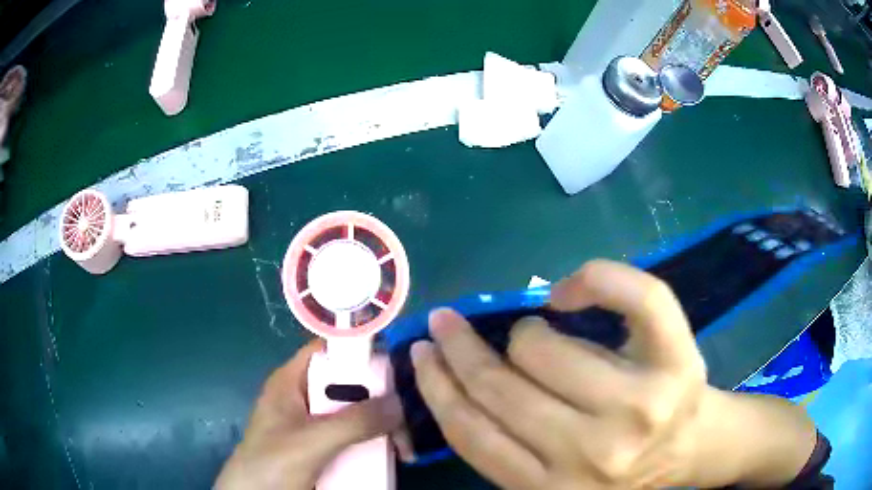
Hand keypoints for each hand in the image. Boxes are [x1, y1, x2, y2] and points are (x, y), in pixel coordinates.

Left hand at [216, 340, 403, 489]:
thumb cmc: (271, 464)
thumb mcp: (311, 442)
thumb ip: (353, 422)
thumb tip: (400, 403)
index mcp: (291, 381)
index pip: (329, 349)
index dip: (361, 349)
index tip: (398, 364)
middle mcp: (305, 398)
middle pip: (350, 384)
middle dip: (381, 401)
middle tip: (405, 423)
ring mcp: (316, 424)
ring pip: (357, 414)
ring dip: (383, 428)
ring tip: (404, 449)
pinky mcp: (324, 447)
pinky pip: (356, 437)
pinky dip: (375, 445)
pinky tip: (391, 457)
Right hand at [412, 260, 816, 488]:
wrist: (690, 451)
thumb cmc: (620, 466)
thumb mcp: (552, 480)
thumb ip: (507, 449)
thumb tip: (460, 385)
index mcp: (552, 489)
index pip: (473, 433)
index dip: (438, 387)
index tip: (421, 353)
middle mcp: (594, 454)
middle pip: (504, 386)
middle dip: (464, 349)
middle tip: (448, 324)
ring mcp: (642, 403)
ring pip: (546, 346)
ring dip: (526, 334)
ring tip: (528, 335)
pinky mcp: (677, 360)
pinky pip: (636, 297)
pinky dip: (596, 278)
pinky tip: (569, 291)